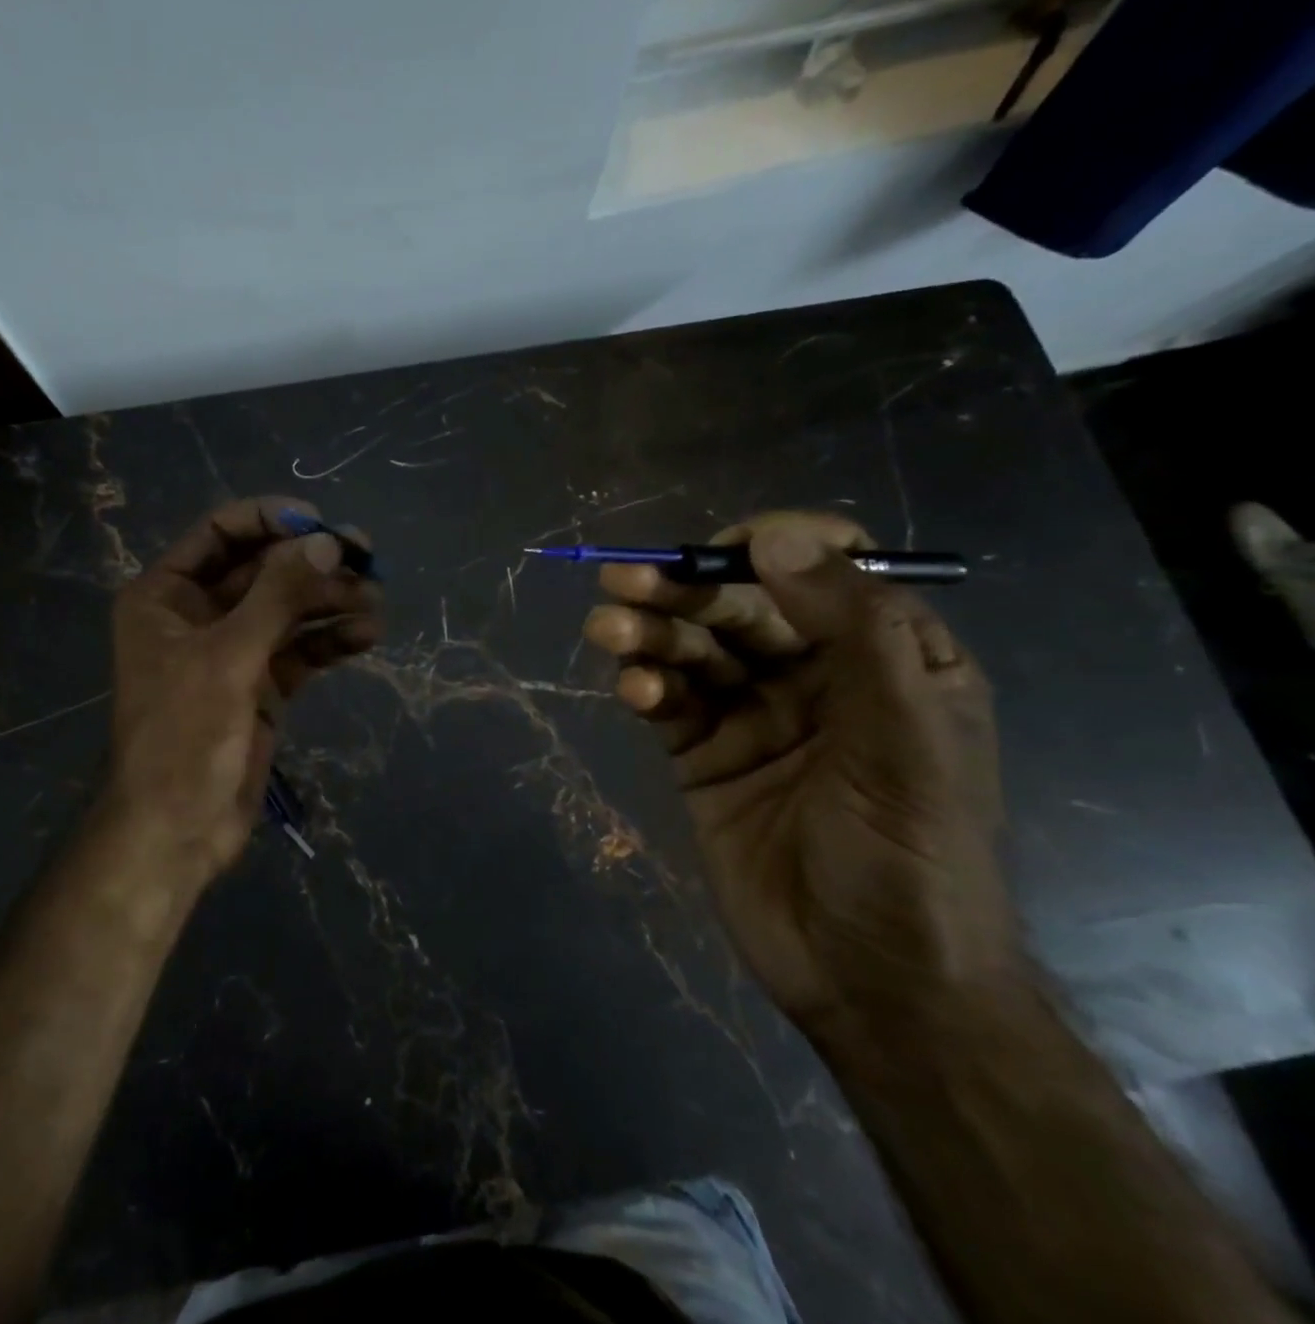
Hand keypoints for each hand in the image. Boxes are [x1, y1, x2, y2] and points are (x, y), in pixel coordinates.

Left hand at [105, 496, 381, 880]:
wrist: (177, 830)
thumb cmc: (184, 735)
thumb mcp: (229, 656)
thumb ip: (278, 595)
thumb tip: (327, 541)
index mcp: (166, 595)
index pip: (220, 533)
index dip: (270, 520)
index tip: (321, 523)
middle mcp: (198, 614)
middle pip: (263, 570)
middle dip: (313, 564)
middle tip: (368, 559)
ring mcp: (233, 651)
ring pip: (288, 610)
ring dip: (330, 602)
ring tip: (377, 600)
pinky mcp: (262, 685)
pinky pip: (300, 649)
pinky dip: (330, 640)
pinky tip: (366, 635)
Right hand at [584, 511, 1019, 1041]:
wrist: (873, 985)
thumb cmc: (911, 856)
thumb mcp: (907, 738)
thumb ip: (855, 629)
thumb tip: (778, 536)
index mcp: (886, 657)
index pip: (827, 568)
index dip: (774, 546)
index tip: (722, 551)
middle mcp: (815, 675)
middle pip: (741, 605)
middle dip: (683, 588)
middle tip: (624, 580)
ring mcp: (753, 715)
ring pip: (692, 648)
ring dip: (649, 633)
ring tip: (609, 630)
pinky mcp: (703, 754)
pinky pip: (669, 700)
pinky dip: (646, 685)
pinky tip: (634, 691)